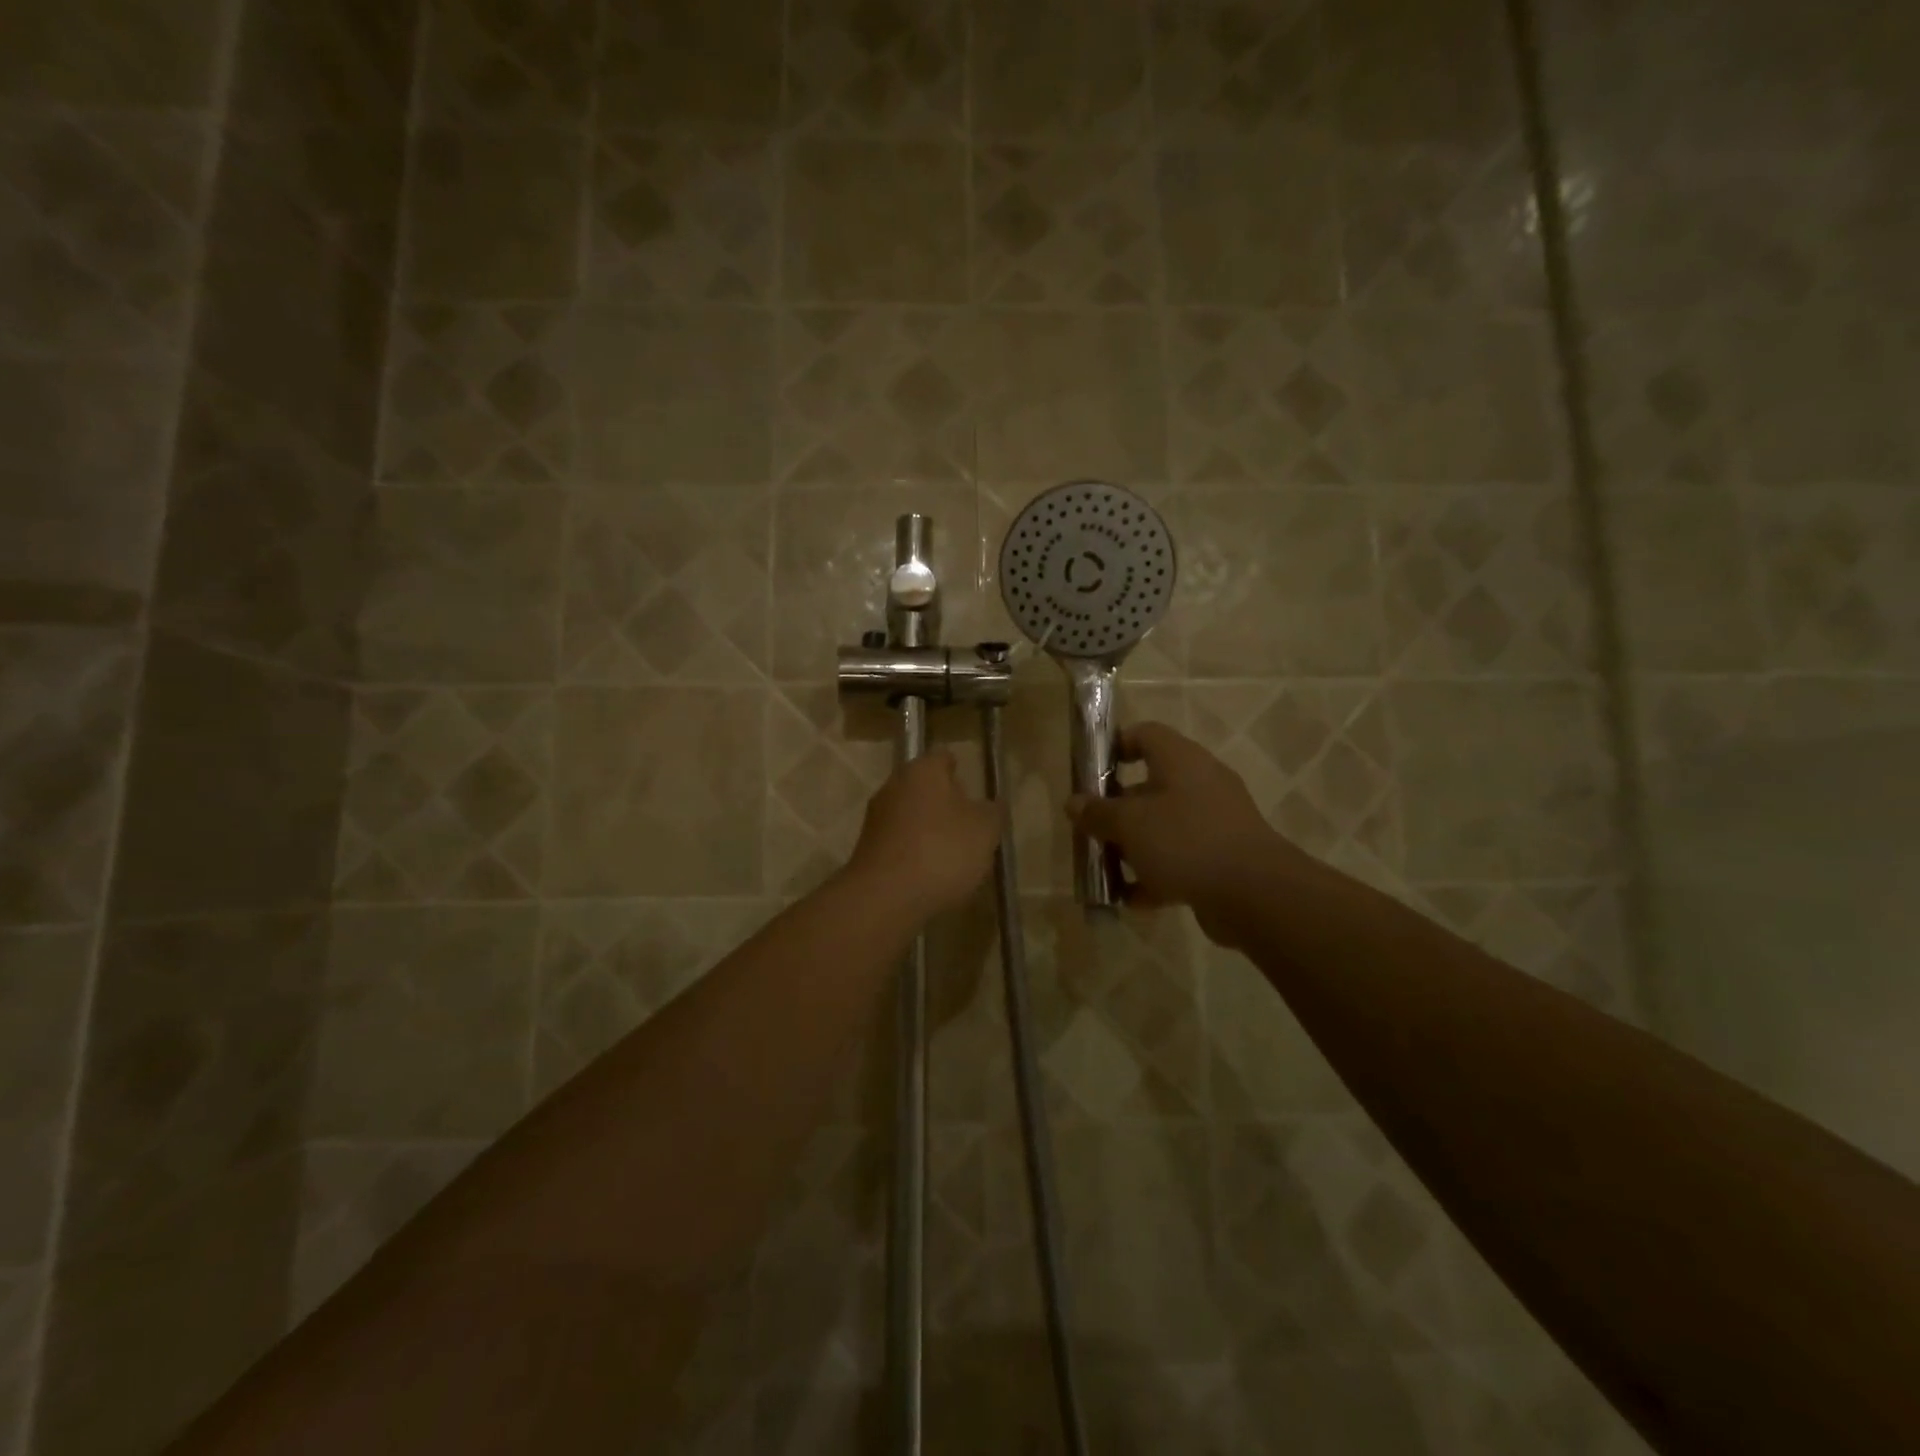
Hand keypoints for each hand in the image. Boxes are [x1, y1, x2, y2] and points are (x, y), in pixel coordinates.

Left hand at [846, 751, 1000, 921]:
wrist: (884, 897)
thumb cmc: (942, 851)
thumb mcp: (985, 830)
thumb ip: (993, 812)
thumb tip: (992, 804)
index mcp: (923, 770)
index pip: (945, 758)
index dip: (962, 771)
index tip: (976, 790)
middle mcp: (894, 785)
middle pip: (925, 787)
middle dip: (946, 803)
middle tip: (970, 825)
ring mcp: (876, 817)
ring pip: (911, 815)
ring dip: (930, 829)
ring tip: (954, 855)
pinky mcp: (867, 848)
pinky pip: (900, 842)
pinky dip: (914, 852)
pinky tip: (930, 874)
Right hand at [1067, 722, 1315, 944]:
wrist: (1255, 894)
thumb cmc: (1185, 841)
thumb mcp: (1130, 824)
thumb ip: (1098, 813)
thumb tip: (1074, 803)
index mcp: (1181, 760)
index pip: (1145, 734)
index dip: (1115, 747)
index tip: (1089, 773)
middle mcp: (1200, 784)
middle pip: (1149, 786)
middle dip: (1116, 810)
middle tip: (1090, 830)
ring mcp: (1214, 822)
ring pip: (1163, 827)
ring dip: (1133, 846)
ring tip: (1105, 869)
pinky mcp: (1222, 858)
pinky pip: (1180, 859)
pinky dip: (1156, 875)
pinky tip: (1131, 899)